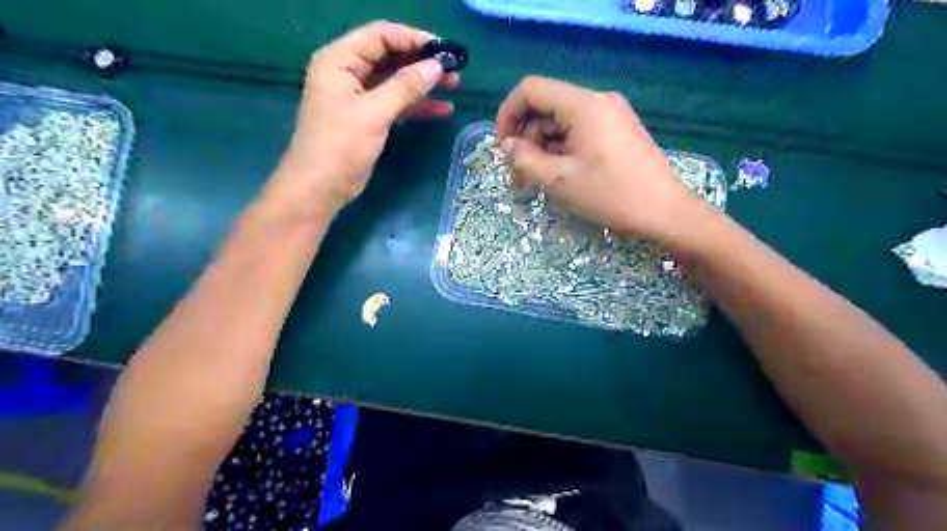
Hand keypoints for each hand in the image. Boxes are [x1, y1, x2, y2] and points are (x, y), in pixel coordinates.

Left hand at [268, 22, 461, 217]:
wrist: (321, 187)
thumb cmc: (340, 145)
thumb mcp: (374, 112)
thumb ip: (405, 87)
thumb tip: (436, 66)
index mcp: (339, 60)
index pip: (380, 36)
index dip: (413, 39)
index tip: (443, 50)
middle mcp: (347, 72)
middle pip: (389, 57)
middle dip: (421, 62)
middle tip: (453, 68)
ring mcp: (358, 97)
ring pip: (395, 81)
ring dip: (423, 83)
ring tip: (453, 85)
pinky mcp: (368, 118)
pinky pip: (396, 103)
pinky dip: (416, 106)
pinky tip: (441, 109)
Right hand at [497, 74, 709, 246]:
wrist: (664, 212)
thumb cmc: (610, 195)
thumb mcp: (559, 181)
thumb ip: (526, 159)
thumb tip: (509, 146)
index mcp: (583, 105)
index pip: (531, 89)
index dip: (508, 114)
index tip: (503, 147)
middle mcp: (598, 100)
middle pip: (547, 106)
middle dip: (526, 136)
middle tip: (519, 172)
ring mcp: (611, 114)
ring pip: (562, 120)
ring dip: (543, 145)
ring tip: (539, 178)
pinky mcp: (618, 129)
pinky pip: (580, 130)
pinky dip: (563, 147)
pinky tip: (561, 173)